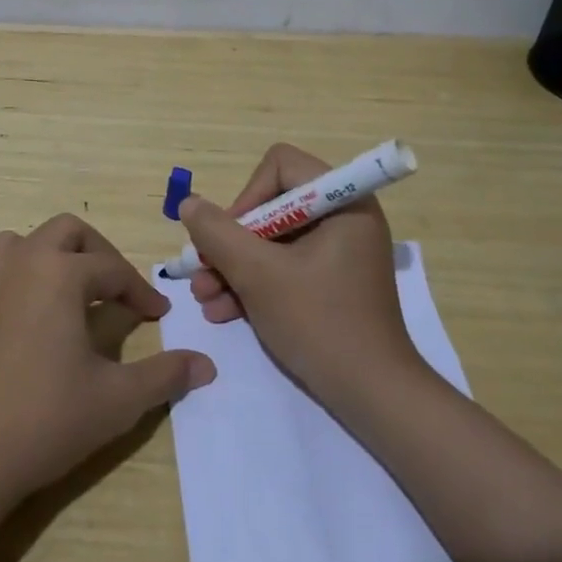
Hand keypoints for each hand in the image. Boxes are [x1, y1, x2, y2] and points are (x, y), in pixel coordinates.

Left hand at [0, 214, 216, 507]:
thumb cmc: (48, 421)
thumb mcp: (119, 399)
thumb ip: (166, 375)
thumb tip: (207, 365)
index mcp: (61, 274)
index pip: (113, 269)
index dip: (141, 291)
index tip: (159, 315)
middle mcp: (18, 264)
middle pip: (64, 231)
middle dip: (96, 252)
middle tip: (114, 289)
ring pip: (10, 244)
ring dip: (37, 257)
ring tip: (55, 291)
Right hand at [180, 143, 426, 415]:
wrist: (372, 396)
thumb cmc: (319, 322)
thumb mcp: (258, 274)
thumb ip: (218, 233)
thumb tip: (189, 204)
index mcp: (343, 201)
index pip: (281, 166)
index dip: (247, 196)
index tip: (228, 237)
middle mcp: (344, 217)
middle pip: (271, 206)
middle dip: (231, 242)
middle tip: (202, 271)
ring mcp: (339, 252)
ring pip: (272, 241)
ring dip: (234, 267)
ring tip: (204, 299)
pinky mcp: (331, 282)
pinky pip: (285, 266)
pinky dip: (254, 284)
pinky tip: (222, 311)